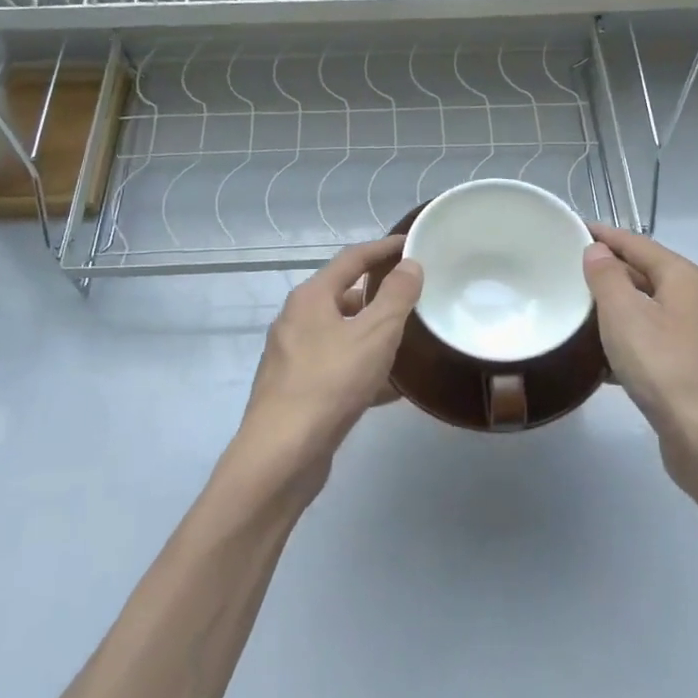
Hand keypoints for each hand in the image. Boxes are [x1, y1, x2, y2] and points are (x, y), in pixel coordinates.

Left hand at [225, 236, 422, 501]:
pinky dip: (363, 369)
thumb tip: (410, 264)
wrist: (283, 453)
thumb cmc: (330, 383)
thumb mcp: (375, 334)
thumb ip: (396, 297)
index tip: (410, 244)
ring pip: (341, 336)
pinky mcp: (296, 390)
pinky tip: (390, 389)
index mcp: (310, 298)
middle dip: (378, 296)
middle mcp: (295, 321)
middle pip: (343, 297)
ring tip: (408, 342)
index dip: (382, 249)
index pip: (351, 259)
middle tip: (414, 297)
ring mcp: (292, 358)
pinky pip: (337, 368)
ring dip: (372, 335)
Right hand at [582, 224, 697, 493]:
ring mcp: (692, 338)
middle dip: (607, 272)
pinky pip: (647, 344)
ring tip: (573, 311)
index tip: (571, 229)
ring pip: (644, 312)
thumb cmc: (664, 365)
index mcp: (683, 279)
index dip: (604, 236)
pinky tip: (596, 359)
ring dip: (612, 310)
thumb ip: (607, 277)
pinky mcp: (685, 370)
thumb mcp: (625, 314)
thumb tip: (597, 251)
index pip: (637, 244)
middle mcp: (693, 302)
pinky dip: (622, 344)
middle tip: (564, 271)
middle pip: (644, 275)